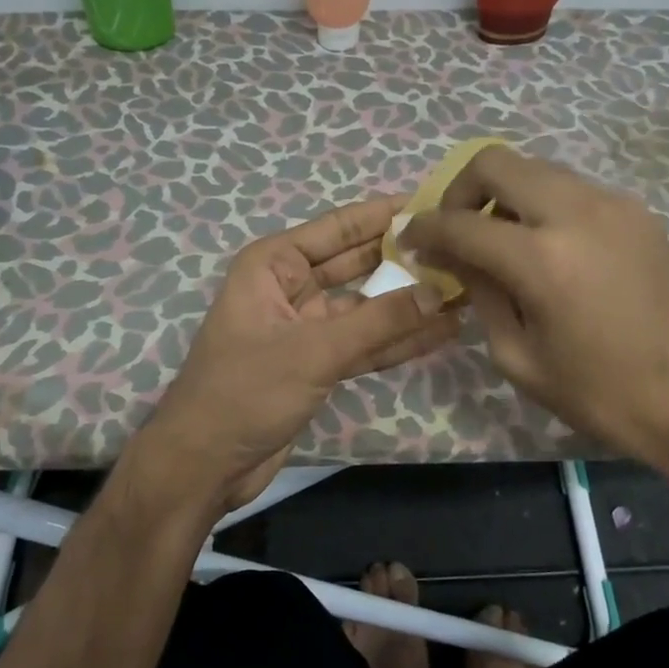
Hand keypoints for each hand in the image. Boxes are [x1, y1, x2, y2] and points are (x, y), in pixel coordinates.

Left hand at [127, 197, 458, 523]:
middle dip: (403, 258)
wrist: (204, 465)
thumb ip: (378, 321)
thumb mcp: (314, 351)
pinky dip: (398, 339)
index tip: (433, 202)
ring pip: (366, 306)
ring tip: (464, 288)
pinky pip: (364, 343)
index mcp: (273, 264)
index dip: (384, 215)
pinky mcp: (317, 363)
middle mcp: (290, 287)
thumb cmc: (245, 392)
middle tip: (460, 247)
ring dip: (408, 302)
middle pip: (356, 264)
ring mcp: (306, 327)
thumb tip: (439, 291)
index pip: (338, 228)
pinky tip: (442, 331)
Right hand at [401, 146, 668, 469]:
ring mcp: (614, 205)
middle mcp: (576, 212)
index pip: (460, 223)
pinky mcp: (638, 213)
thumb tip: (455, 259)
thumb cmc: (606, 396)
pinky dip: (543, 204)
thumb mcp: (521, 359)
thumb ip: (481, 295)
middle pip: (496, 163)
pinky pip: (573, 190)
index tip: (408, 239)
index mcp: (542, 258)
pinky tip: (547, 247)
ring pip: (537, 170)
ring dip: (505, 195)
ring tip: (500, 240)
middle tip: (455, 229)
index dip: (424, 229)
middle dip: (460, 190)